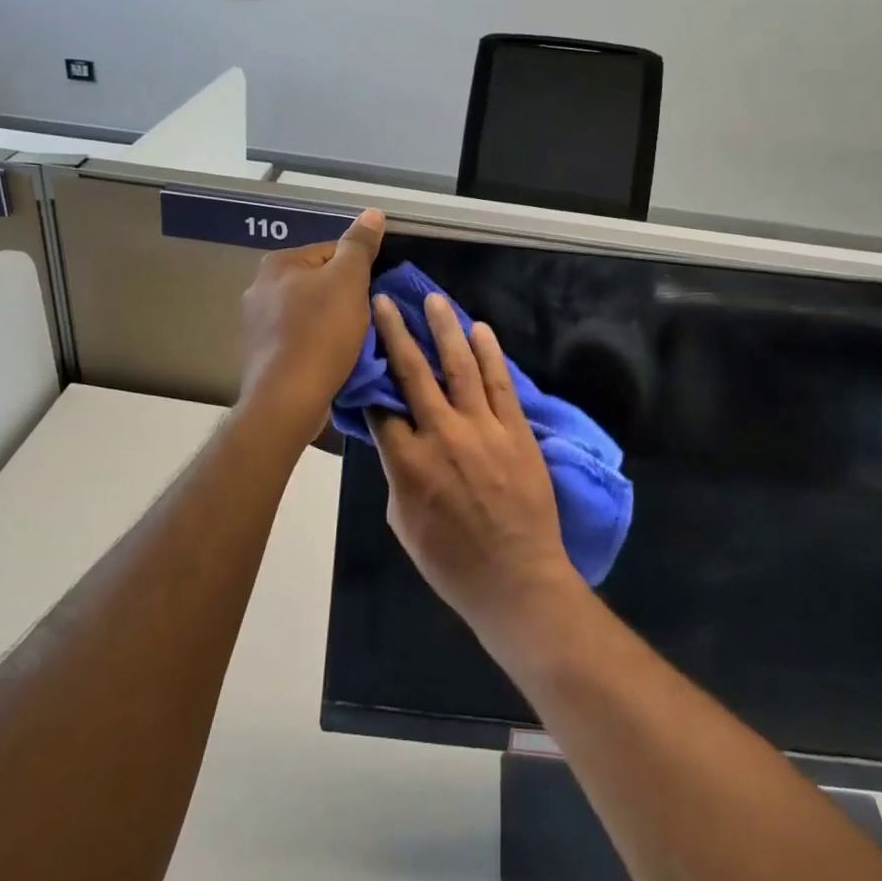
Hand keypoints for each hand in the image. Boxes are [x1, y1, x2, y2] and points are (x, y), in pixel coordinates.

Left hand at [237, 210, 383, 440]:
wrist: (288, 399)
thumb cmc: (321, 333)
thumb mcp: (349, 280)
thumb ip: (360, 245)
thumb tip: (372, 212)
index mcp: (278, 263)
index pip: (331, 252)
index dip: (359, 272)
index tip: (372, 296)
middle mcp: (259, 288)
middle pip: (319, 283)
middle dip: (344, 299)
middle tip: (366, 320)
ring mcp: (257, 324)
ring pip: (310, 313)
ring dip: (332, 324)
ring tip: (352, 344)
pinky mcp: (262, 355)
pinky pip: (299, 340)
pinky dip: (317, 346)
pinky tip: (331, 361)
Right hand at [368, 292, 579, 645]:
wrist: (517, 580)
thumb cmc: (451, 563)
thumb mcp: (403, 523)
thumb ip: (397, 475)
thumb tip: (397, 442)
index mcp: (406, 462)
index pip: (381, 407)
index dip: (369, 379)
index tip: (364, 355)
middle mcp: (441, 434)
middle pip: (413, 372)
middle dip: (396, 332)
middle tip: (385, 301)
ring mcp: (482, 428)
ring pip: (459, 366)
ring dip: (444, 329)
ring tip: (434, 300)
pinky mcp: (515, 429)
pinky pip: (500, 383)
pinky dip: (489, 354)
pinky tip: (479, 330)